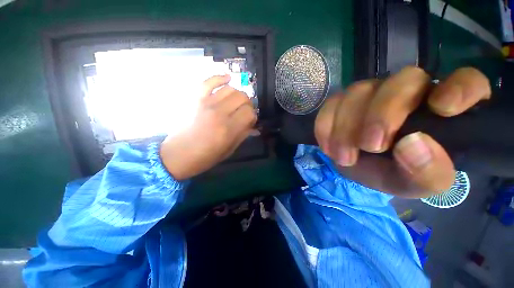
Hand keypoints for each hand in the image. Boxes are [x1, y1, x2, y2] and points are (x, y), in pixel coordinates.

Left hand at [160, 75, 256, 180]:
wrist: (178, 155)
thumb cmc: (206, 156)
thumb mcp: (229, 150)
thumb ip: (243, 135)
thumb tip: (254, 126)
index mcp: (228, 129)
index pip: (249, 113)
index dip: (253, 116)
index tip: (250, 120)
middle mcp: (219, 113)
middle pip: (242, 97)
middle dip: (248, 104)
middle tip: (245, 111)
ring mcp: (206, 103)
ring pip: (230, 89)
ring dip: (238, 94)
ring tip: (237, 102)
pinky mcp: (195, 99)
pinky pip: (209, 82)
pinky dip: (220, 78)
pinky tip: (227, 79)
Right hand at [315, 67, 490, 197]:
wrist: (354, 167)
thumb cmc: (391, 173)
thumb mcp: (413, 184)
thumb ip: (426, 174)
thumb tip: (412, 146)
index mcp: (442, 109)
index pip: (467, 81)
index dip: (459, 87)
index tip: (441, 108)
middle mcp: (408, 91)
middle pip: (403, 80)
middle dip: (381, 115)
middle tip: (368, 146)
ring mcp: (371, 91)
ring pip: (359, 91)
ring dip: (346, 127)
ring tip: (343, 157)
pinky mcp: (342, 100)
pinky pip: (331, 104)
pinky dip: (325, 126)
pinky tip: (327, 147)